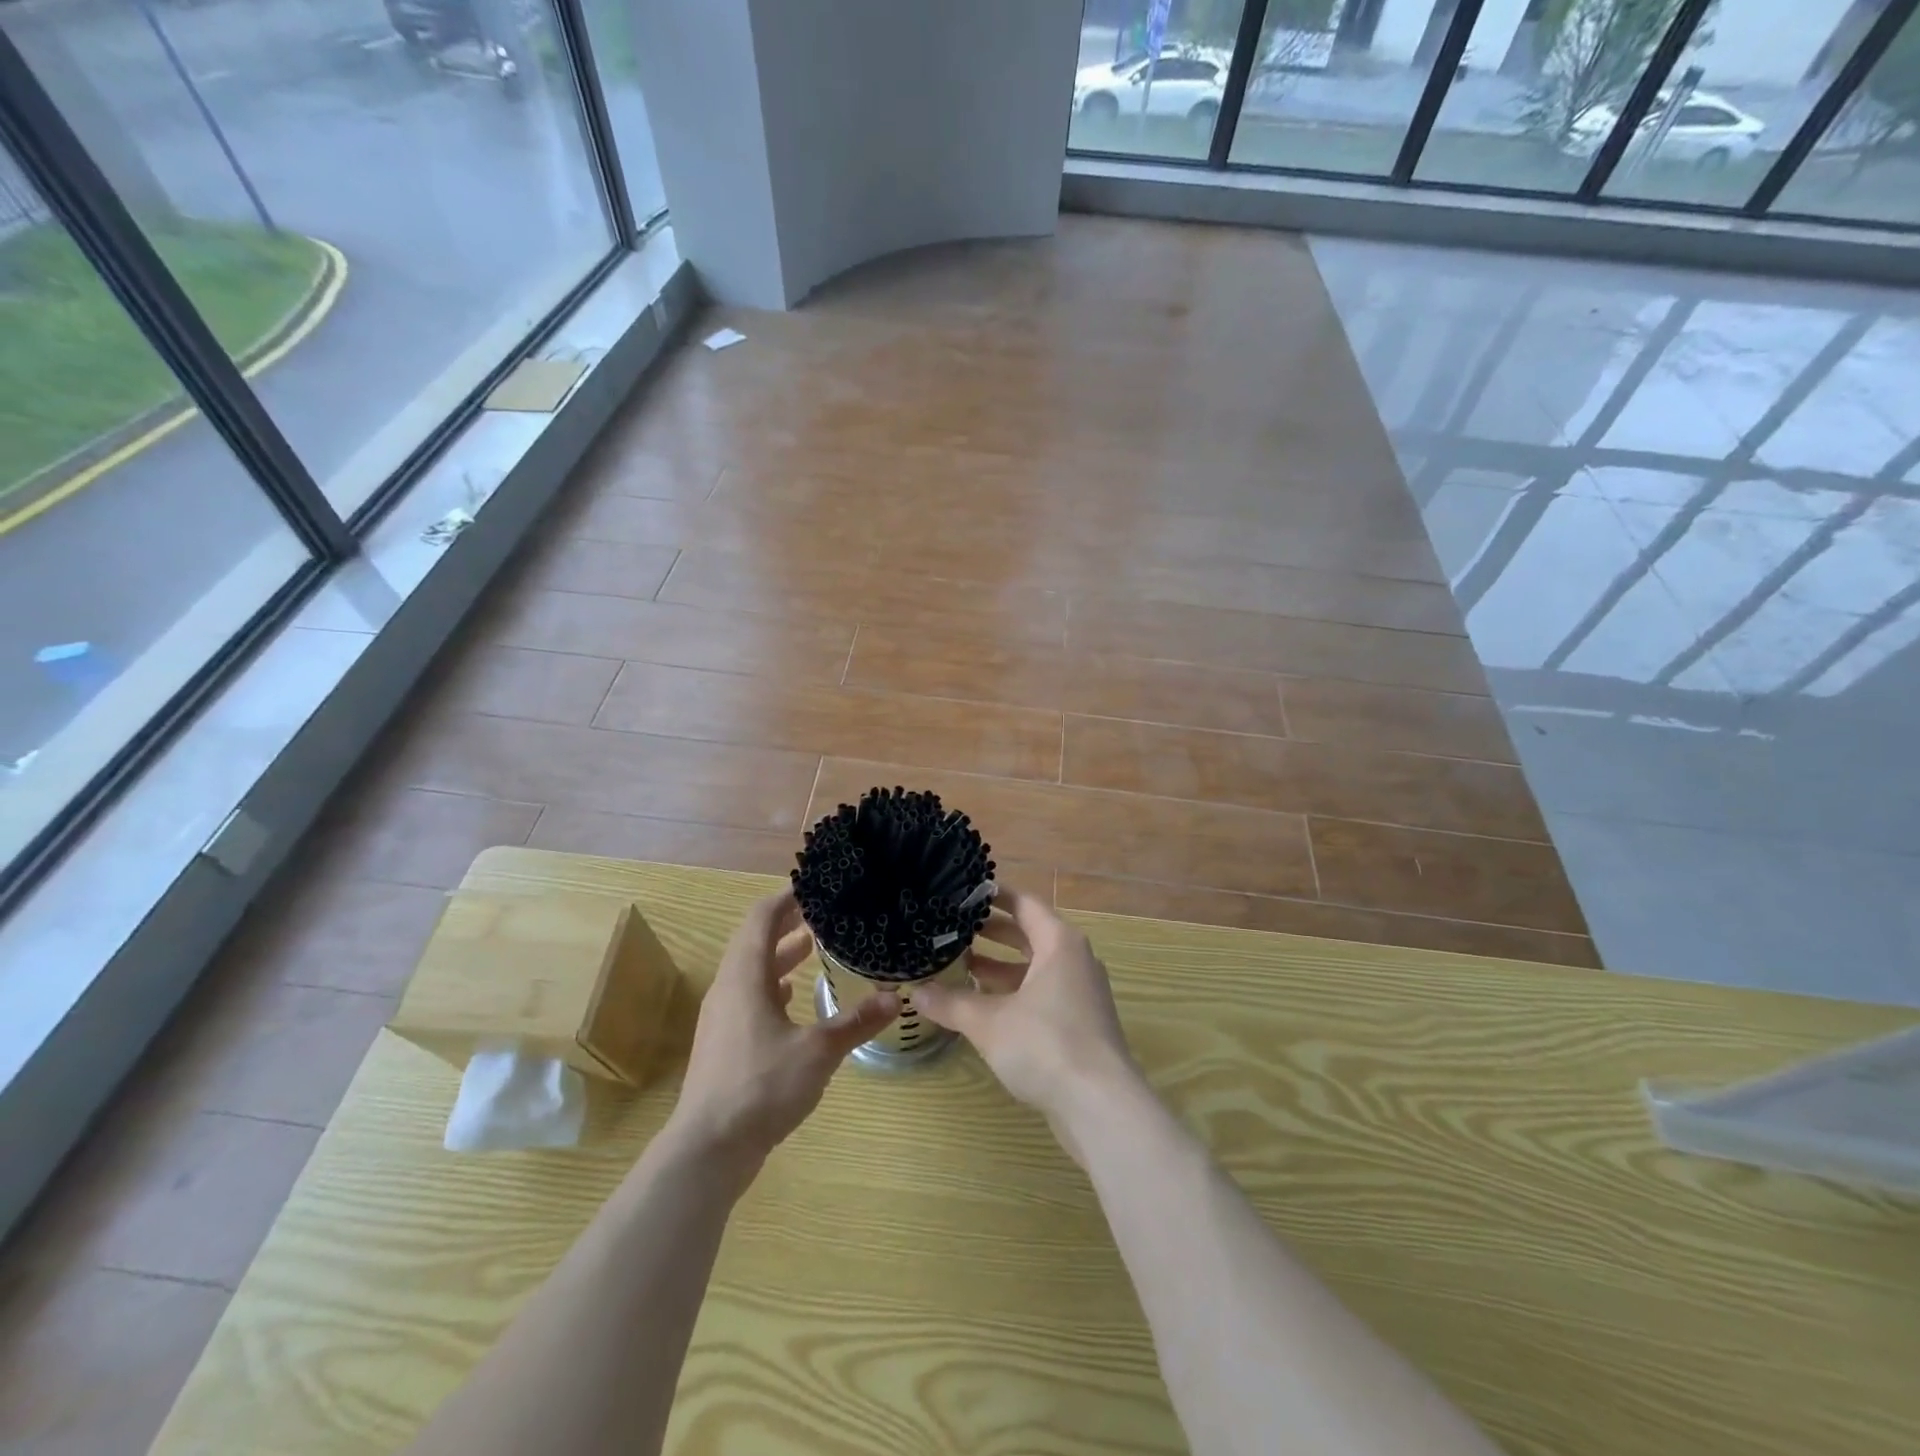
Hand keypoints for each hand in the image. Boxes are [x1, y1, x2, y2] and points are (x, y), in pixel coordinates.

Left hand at [670, 890, 899, 1169]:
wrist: (708, 1149)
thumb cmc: (761, 1086)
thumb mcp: (818, 1051)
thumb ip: (855, 1023)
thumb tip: (894, 999)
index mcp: (745, 977)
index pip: (761, 918)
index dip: (785, 898)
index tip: (814, 887)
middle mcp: (728, 989)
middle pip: (754, 941)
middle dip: (785, 923)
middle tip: (820, 912)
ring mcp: (722, 1017)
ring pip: (751, 971)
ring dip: (779, 955)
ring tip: (812, 946)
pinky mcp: (723, 1043)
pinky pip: (748, 996)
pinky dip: (771, 985)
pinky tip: (791, 996)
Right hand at [915, 888, 1141, 1145]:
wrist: (1101, 1105)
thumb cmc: (1045, 1045)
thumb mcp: (989, 1022)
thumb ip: (951, 1003)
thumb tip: (916, 992)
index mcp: (1059, 943)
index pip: (1024, 904)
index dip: (993, 896)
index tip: (963, 892)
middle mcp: (1074, 960)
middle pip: (1030, 934)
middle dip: (992, 932)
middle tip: (953, 929)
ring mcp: (1081, 993)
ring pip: (1035, 967)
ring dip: (1001, 966)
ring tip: (961, 966)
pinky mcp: (1081, 1023)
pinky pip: (1043, 993)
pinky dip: (1015, 992)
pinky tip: (985, 1006)